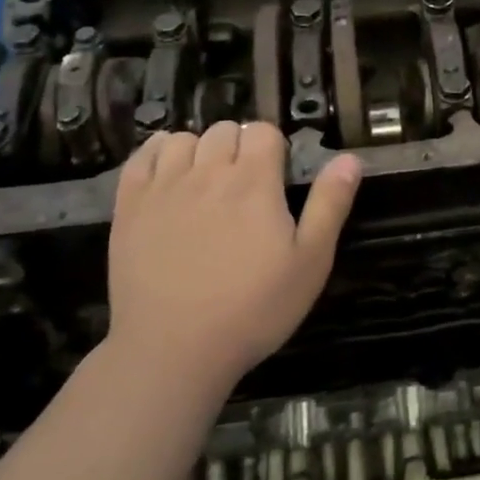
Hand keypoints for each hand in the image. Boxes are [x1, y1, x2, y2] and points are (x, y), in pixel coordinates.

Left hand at [107, 121, 361, 386]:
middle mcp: (208, 172)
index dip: (274, 146)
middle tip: (246, 184)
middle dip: (239, 146)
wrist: (174, 349)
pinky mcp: (129, 208)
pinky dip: (157, 153)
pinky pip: (141, 157)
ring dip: (200, 150)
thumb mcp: (310, 262)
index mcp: (254, 181)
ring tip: (206, 181)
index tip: (277, 176)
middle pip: (224, 130)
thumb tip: (350, 158)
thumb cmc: (253, 308)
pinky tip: (168, 172)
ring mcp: (164, 188)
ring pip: (183, 139)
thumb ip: (330, 204)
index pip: (264, 131)